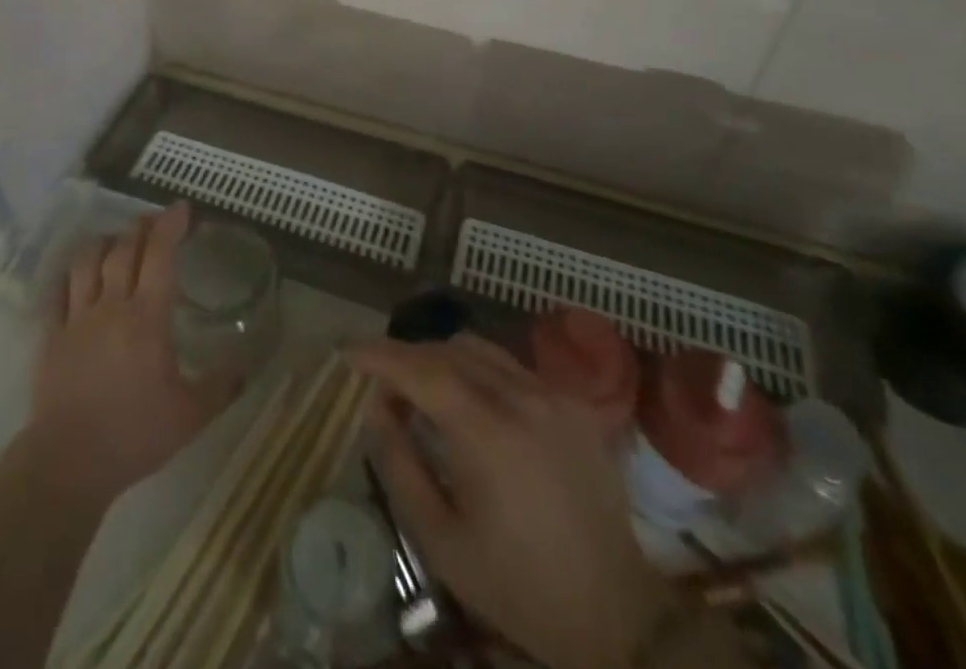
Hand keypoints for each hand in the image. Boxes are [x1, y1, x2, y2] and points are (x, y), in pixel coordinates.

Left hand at [29, 204, 236, 502]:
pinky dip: (70, 275)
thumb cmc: (134, 435)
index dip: (171, 226)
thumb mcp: (191, 416)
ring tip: (116, 241)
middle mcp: (111, 305)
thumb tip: (245, 367)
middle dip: (141, 227)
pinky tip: (78, 275)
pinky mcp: (50, 335)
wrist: (68, 463)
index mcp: (148, 317)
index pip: (161, 255)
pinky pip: (57, 291)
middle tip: (154, 220)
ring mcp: (76, 318)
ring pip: (86, 261)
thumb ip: (220, 386)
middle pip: (123, 249)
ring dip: (104, 243)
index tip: (182, 209)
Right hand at [349, 334, 672, 668]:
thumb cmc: (518, 586)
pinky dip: (479, 370)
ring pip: (480, 349)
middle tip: (383, 389)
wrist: (617, 616)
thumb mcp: (441, 540)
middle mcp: (520, 396)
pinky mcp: (574, 404)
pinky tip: (473, 403)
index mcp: (485, 430)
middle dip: (407, 359)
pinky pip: (512, 366)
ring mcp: (552, 395)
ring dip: (442, 358)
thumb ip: (399, 464)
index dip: (378, 354)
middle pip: (447, 350)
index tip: (348, 353)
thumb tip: (375, 407)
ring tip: (424, 391)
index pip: (418, 367)